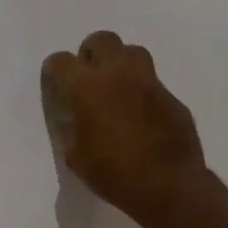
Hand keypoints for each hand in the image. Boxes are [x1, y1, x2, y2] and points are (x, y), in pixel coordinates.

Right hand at [41, 31, 209, 221]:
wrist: (168, 187)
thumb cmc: (112, 173)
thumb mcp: (74, 154)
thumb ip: (71, 127)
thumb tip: (74, 117)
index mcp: (86, 88)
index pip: (61, 61)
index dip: (54, 70)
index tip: (55, 82)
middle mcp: (118, 76)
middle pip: (102, 40)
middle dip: (90, 53)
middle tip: (88, 77)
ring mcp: (150, 84)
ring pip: (132, 52)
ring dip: (120, 63)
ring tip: (115, 88)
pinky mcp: (172, 98)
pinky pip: (152, 83)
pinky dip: (141, 91)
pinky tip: (139, 116)